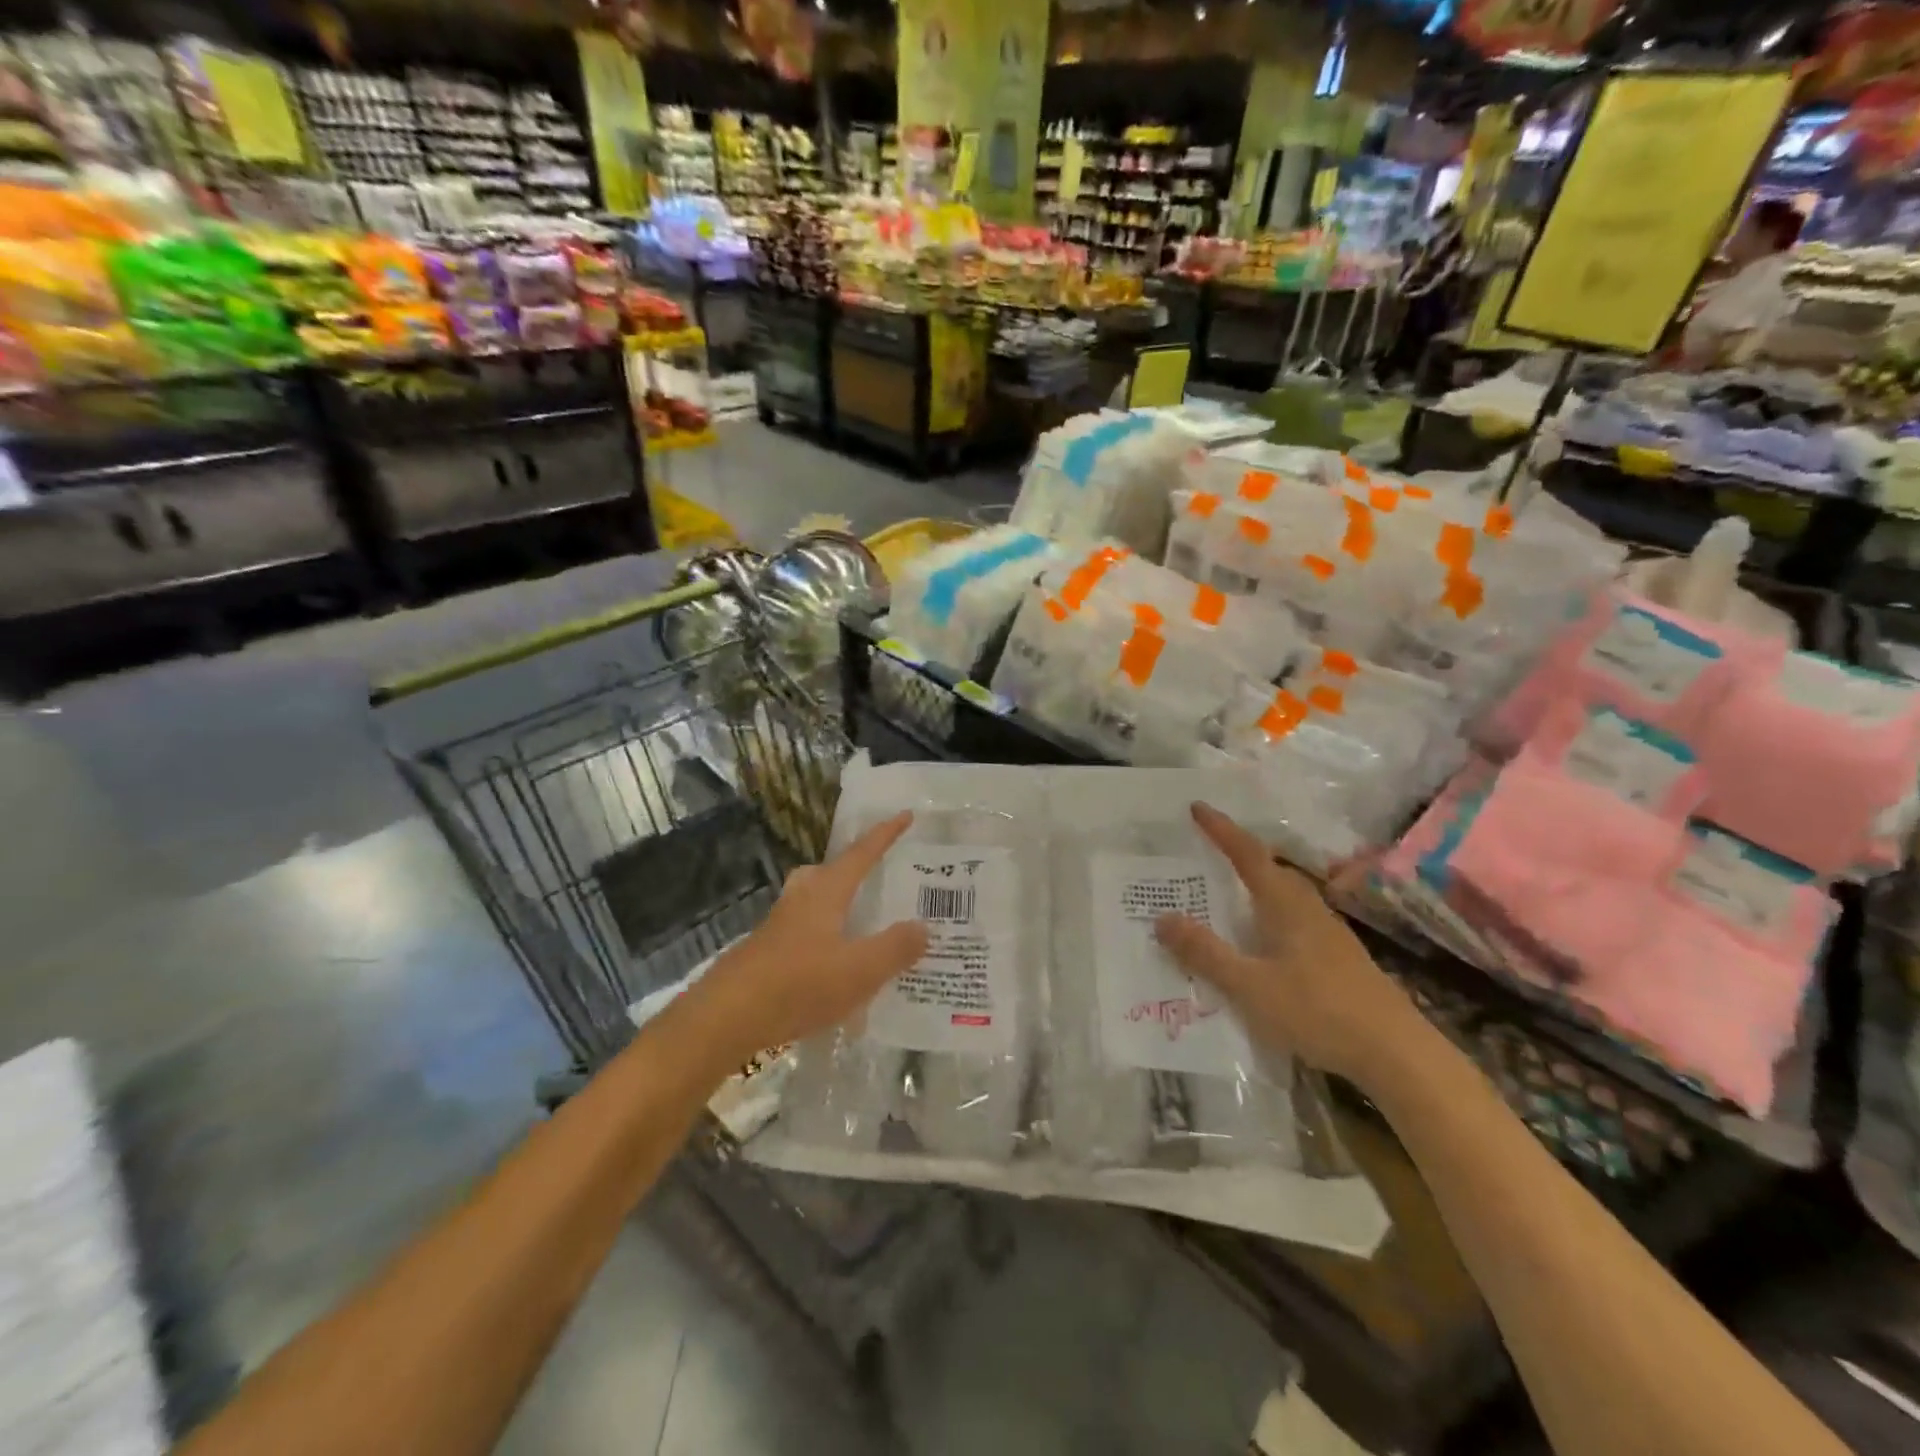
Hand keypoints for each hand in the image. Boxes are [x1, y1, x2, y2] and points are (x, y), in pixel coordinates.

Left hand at [684, 812, 928, 1064]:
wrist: (726, 1018)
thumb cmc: (799, 984)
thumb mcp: (860, 970)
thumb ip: (895, 948)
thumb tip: (923, 926)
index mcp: (826, 893)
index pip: (861, 854)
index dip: (885, 835)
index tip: (905, 814)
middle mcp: (799, 901)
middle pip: (826, 873)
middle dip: (849, 870)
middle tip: (873, 879)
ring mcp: (777, 928)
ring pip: (811, 904)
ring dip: (835, 908)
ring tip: (859, 928)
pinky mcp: (765, 956)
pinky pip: (803, 935)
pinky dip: (823, 941)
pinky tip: (833, 972)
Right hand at [1153, 802, 1425, 1090]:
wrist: (1398, 1054)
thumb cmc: (1318, 1011)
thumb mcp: (1250, 986)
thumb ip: (1205, 953)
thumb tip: (1162, 918)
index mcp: (1285, 905)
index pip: (1248, 855)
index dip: (1221, 830)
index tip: (1197, 807)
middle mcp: (1309, 910)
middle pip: (1271, 871)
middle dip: (1239, 855)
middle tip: (1206, 852)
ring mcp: (1329, 934)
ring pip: (1285, 897)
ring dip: (1256, 887)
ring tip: (1227, 895)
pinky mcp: (1339, 959)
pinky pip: (1294, 921)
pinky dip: (1269, 917)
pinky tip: (1262, 943)